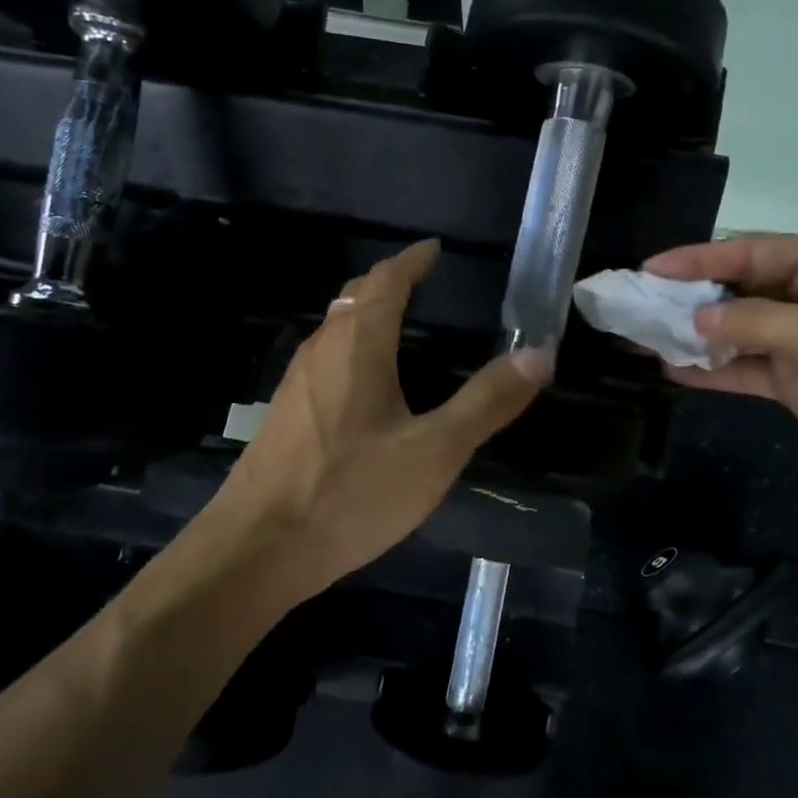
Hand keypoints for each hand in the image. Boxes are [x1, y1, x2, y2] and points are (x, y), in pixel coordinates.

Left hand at [212, 241, 550, 593]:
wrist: (258, 547)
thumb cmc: (351, 492)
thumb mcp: (434, 451)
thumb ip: (487, 401)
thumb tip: (540, 353)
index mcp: (358, 345)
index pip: (386, 280)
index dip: (412, 260)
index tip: (433, 250)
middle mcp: (321, 350)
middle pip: (355, 297)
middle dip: (388, 282)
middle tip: (422, 283)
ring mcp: (296, 383)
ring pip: (335, 328)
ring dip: (366, 314)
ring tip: (399, 325)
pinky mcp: (285, 414)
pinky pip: (324, 359)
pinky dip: (351, 348)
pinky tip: (364, 386)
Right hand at [645, 233, 797, 510]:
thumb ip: (756, 322)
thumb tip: (695, 321)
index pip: (750, 252)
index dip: (698, 259)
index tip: (649, 269)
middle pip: (738, 289)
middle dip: (689, 298)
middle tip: (636, 304)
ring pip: (736, 330)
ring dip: (694, 335)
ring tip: (641, 336)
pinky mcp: (797, 381)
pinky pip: (744, 368)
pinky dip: (712, 369)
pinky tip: (672, 368)